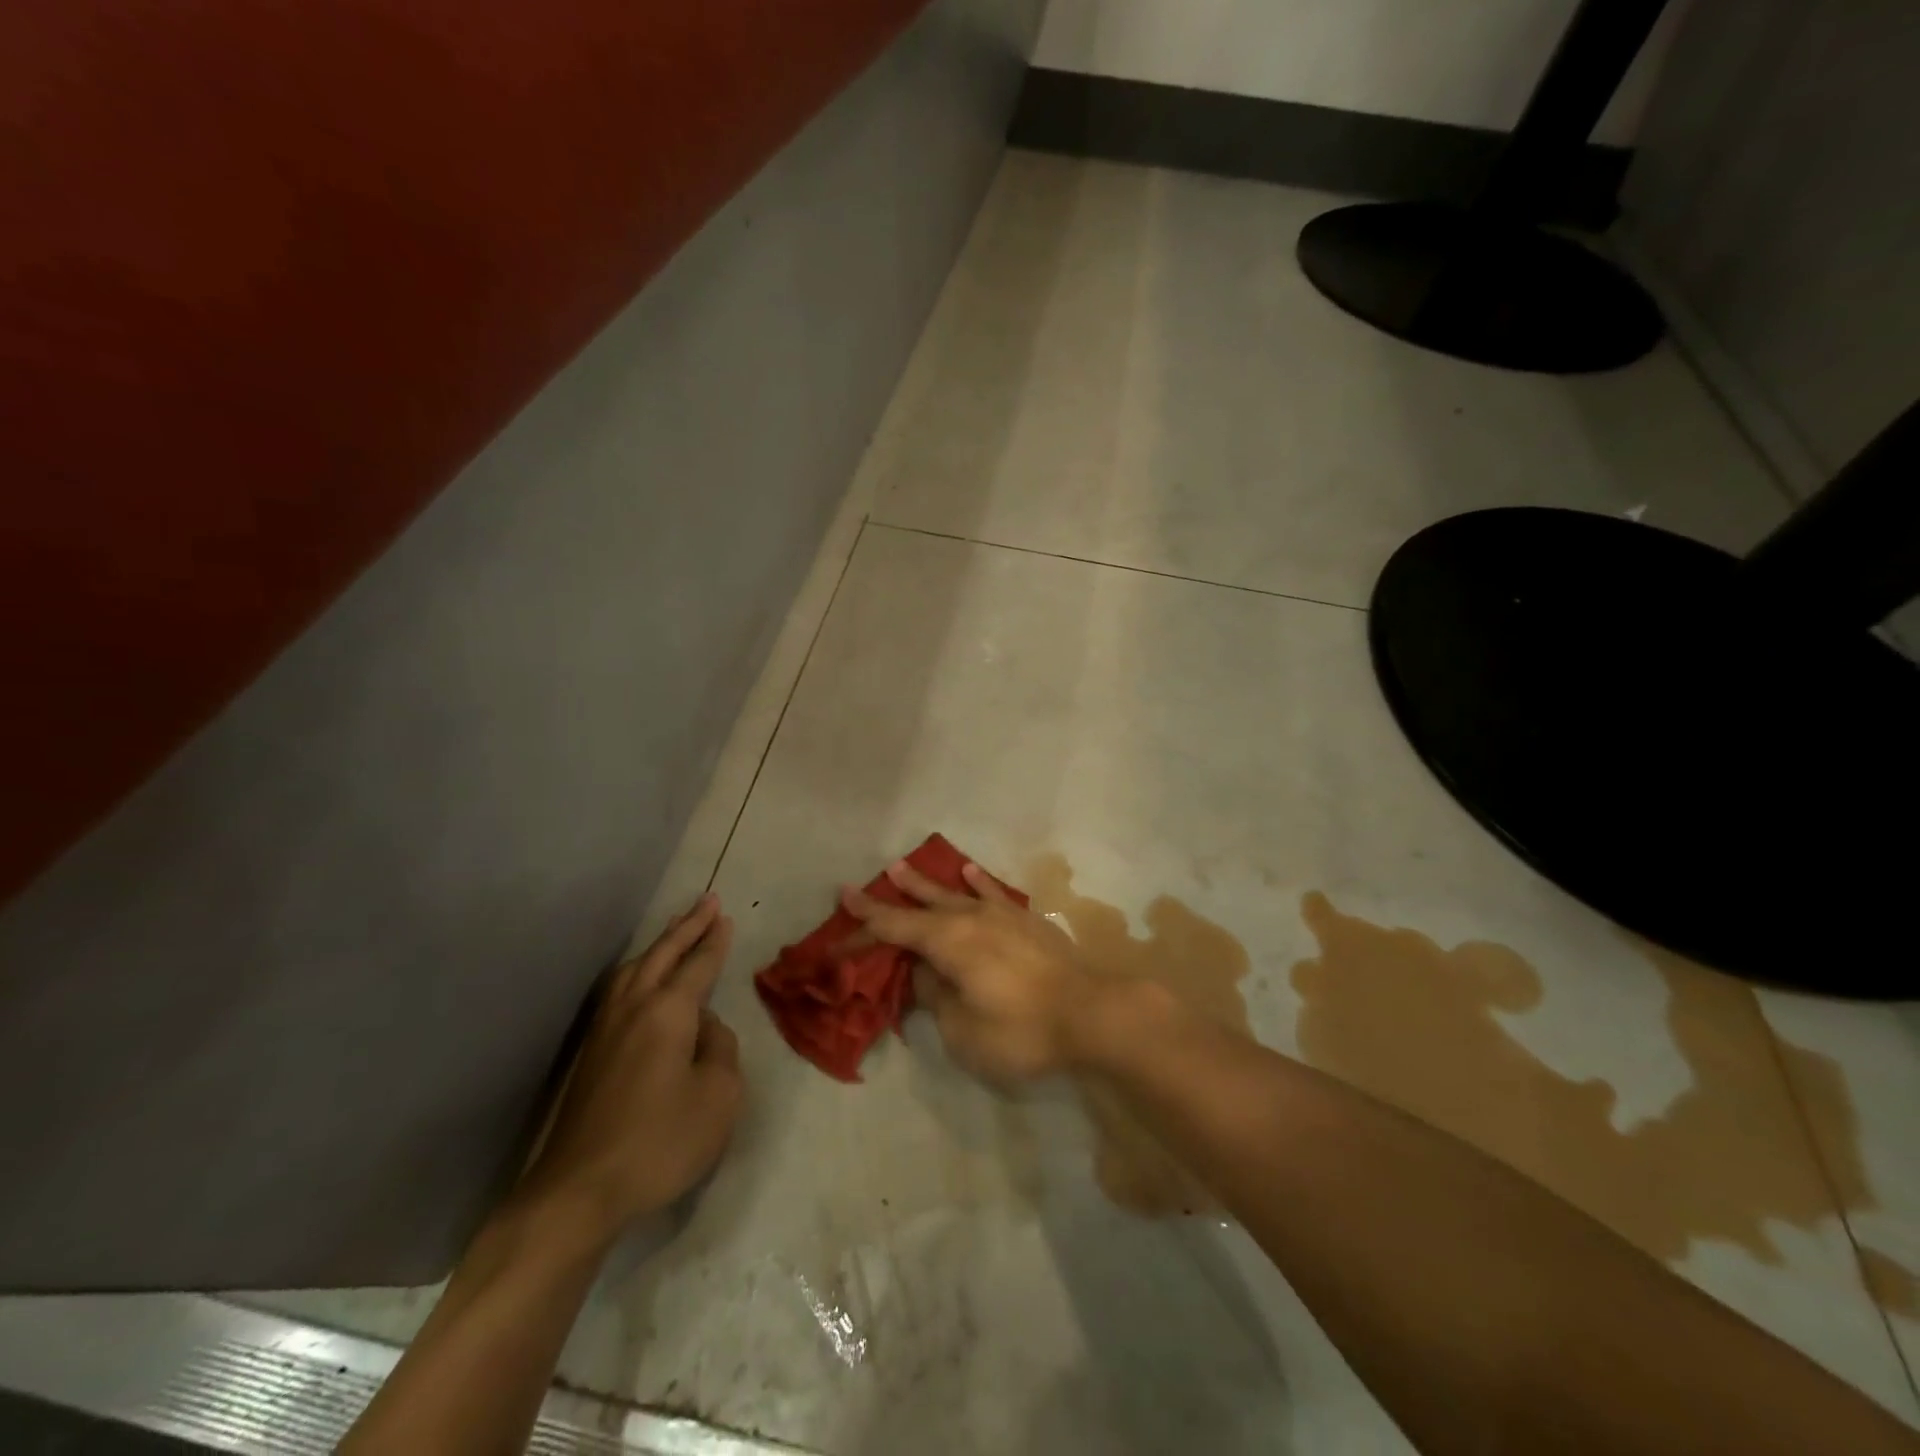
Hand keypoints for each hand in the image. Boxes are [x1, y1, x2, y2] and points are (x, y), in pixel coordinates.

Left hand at [523, 895, 743, 1235]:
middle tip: (706, 902)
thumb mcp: (719, 1096)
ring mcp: (606, 1029)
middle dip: (686, 927)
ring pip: (634, 969)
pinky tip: (639, 978)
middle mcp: (634, 1008)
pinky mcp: (591, 1053)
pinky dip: (638, 969)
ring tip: (675, 930)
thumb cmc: (660, 1142)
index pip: (698, 966)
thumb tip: (705, 1028)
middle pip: (662, 955)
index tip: (725, 916)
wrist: (579, 1191)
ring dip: (659, 945)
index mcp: (669, 1012)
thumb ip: (721, 1050)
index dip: (714, 941)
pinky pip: (619, 989)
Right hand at [842, 860, 1108, 1082]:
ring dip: (925, 884)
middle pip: (918, 908)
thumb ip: (938, 998)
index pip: (892, 932)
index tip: (833, 934)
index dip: (860, 932)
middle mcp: (969, 919)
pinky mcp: (1027, 921)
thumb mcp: (964, 1030)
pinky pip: (992, 894)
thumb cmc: (1022, 1030)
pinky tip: (968, 871)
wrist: (1093, 1014)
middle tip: (856, 887)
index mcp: (947, 943)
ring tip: (901, 867)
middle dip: (886, 901)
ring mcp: (1001, 915)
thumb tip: (927, 974)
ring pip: (953, 894)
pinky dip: (977, 882)